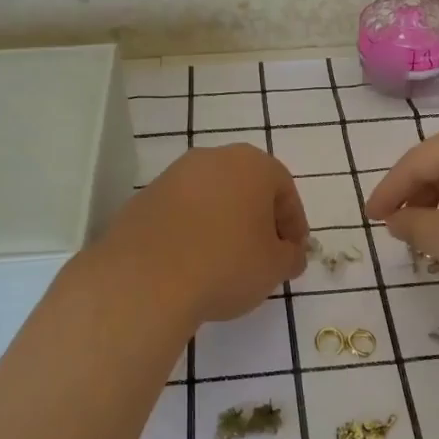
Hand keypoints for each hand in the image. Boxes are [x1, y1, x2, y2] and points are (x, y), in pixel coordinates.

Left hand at [99, 144, 309, 325]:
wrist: (145, 279)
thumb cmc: (227, 264)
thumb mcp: (275, 267)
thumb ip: (291, 256)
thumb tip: (290, 254)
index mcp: (252, 165)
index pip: (285, 191)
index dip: (294, 225)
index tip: (293, 254)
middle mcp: (212, 159)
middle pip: (247, 189)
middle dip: (259, 220)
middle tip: (264, 256)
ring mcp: (173, 176)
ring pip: (212, 198)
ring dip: (224, 224)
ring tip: (226, 263)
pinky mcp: (144, 198)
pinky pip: (181, 213)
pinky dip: (193, 232)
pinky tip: (193, 263)